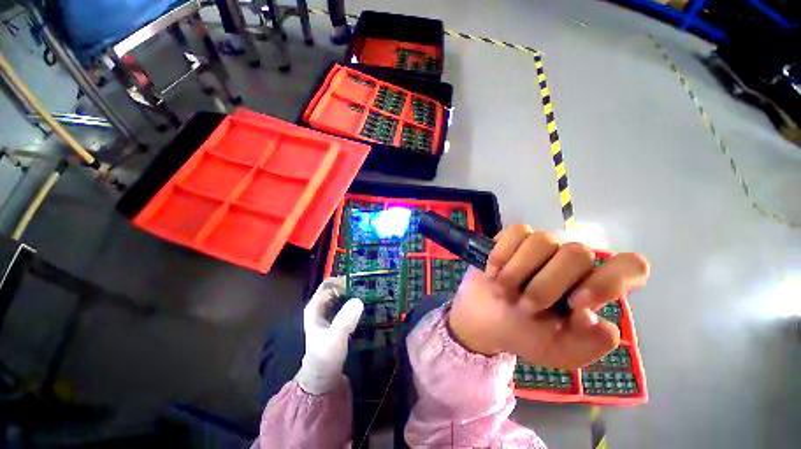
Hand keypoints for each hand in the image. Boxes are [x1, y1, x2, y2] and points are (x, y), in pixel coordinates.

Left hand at [295, 277, 362, 394]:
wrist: (324, 377)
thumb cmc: (325, 357)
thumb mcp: (335, 338)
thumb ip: (344, 321)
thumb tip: (358, 301)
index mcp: (315, 306)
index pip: (329, 284)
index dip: (343, 279)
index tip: (360, 280)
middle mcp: (322, 306)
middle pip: (338, 288)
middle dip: (352, 285)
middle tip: (370, 285)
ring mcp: (330, 313)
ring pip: (344, 296)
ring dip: (356, 293)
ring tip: (373, 292)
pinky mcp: (338, 319)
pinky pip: (348, 305)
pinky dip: (357, 302)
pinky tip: (369, 304)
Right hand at [447, 224, 648, 369]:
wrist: (487, 319)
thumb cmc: (527, 335)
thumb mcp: (562, 352)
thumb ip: (590, 344)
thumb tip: (594, 318)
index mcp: (592, 289)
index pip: (629, 267)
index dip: (608, 282)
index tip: (576, 305)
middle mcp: (571, 262)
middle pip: (577, 253)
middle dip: (545, 286)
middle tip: (525, 306)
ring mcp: (542, 245)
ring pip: (542, 240)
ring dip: (517, 273)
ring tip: (504, 291)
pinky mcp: (514, 237)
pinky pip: (515, 232)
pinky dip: (501, 256)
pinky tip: (493, 273)